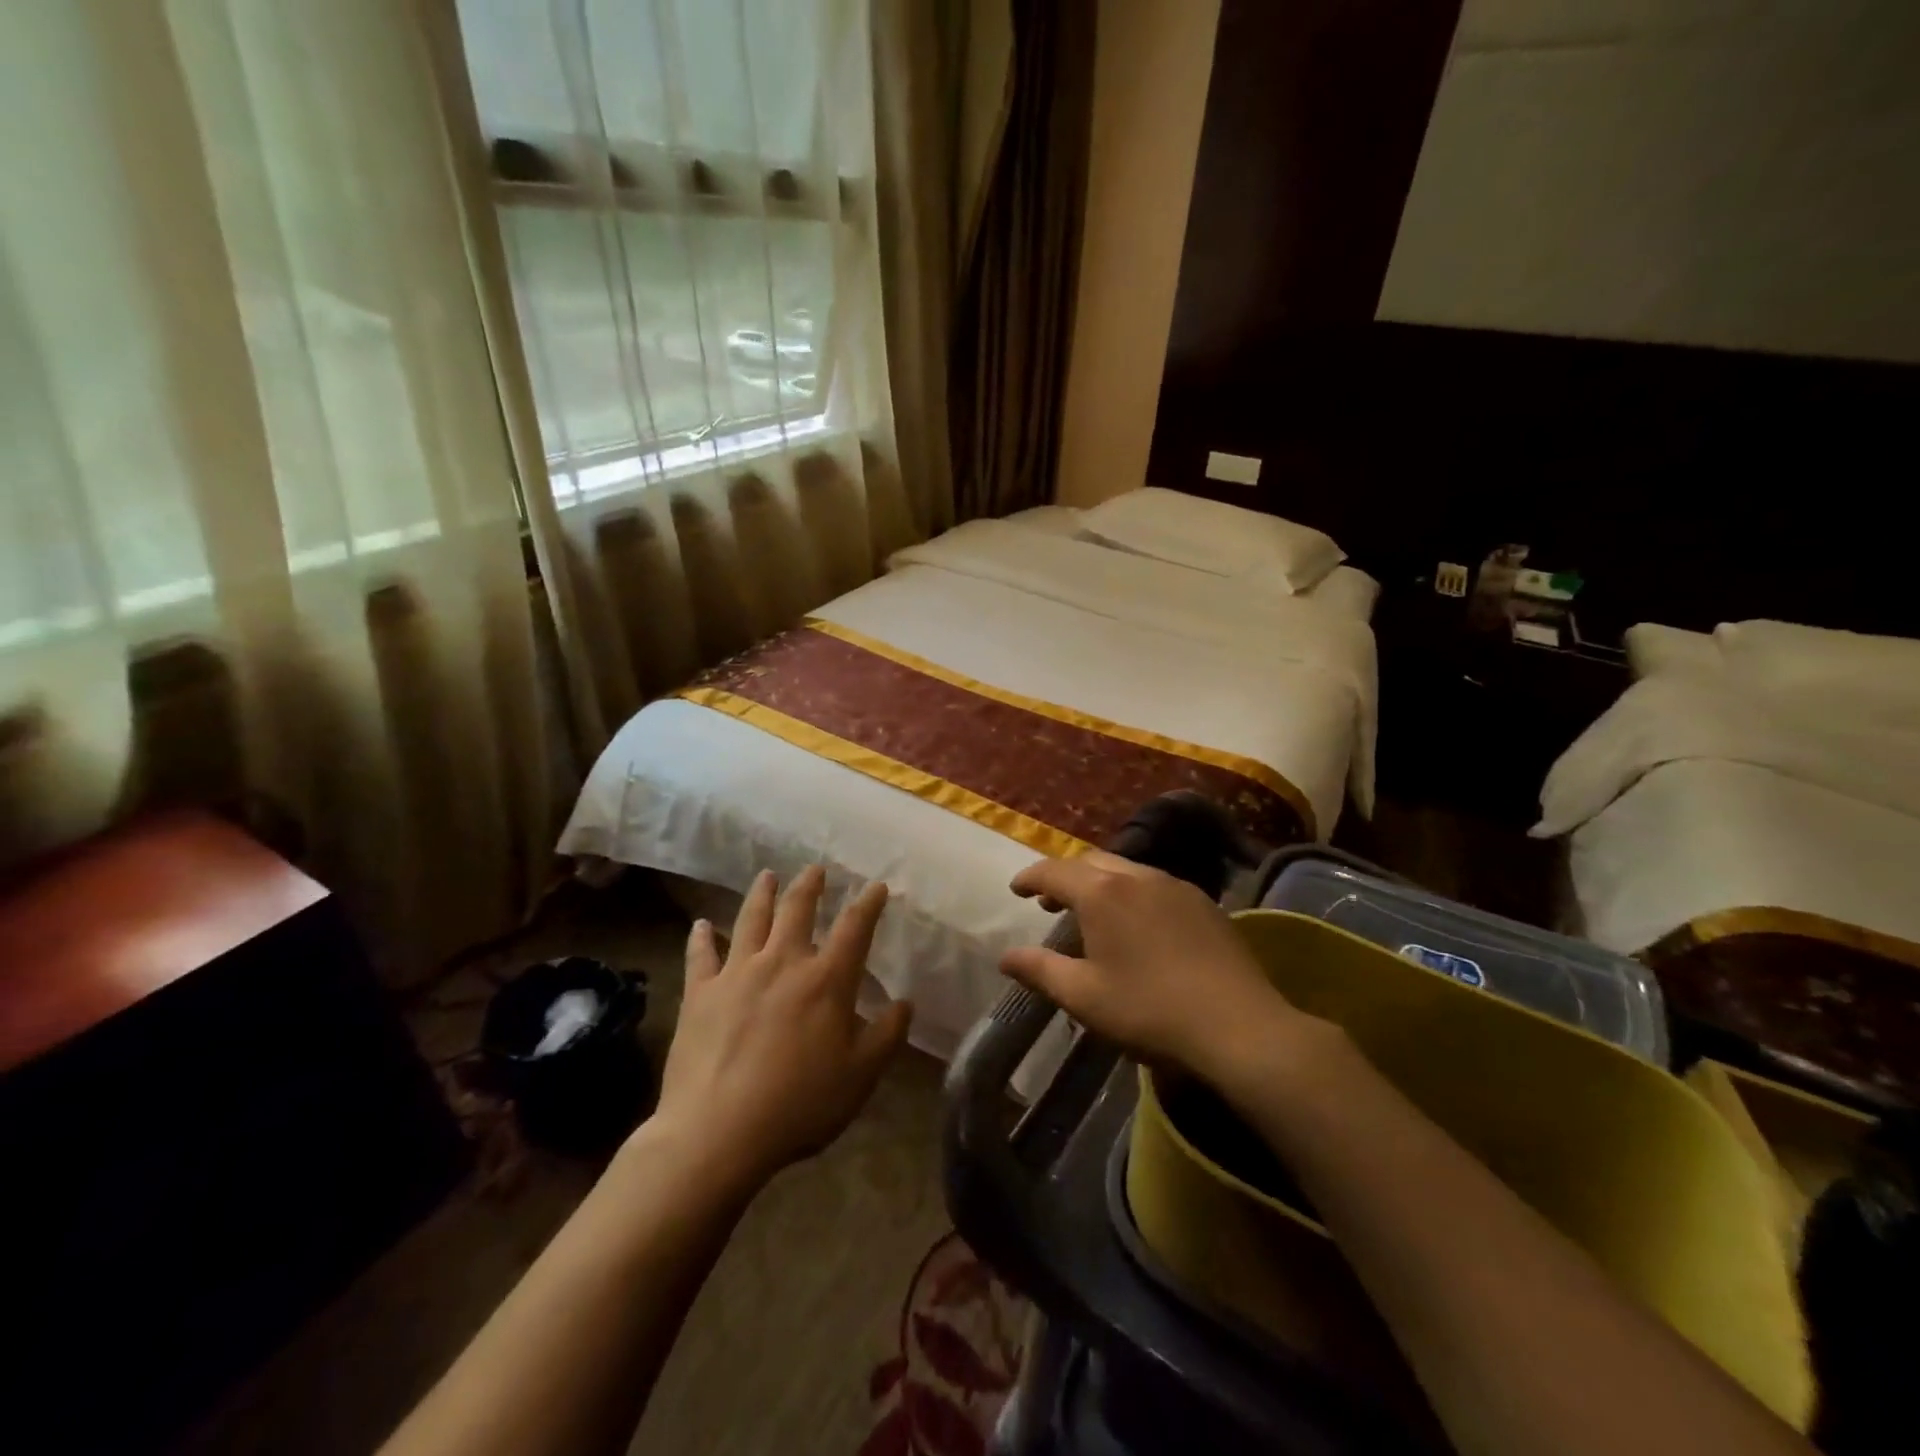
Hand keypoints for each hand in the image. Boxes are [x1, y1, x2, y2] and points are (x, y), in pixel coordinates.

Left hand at [651, 866, 912, 1186]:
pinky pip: (701, 955)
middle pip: (798, 910)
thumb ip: (886, 1036)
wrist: (717, 1133)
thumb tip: (905, 1003)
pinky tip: (700, 925)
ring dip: (762, 894)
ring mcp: (737, 973)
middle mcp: (782, 962)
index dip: (868, 904)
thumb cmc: (799, 1105)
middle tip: (816, 869)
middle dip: (810, 886)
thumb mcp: (860, 1077)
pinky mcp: (700, 993)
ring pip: (751, 919)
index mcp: (826, 980)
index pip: (854, 928)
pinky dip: (701, 937)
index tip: (876, 886)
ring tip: (767, 875)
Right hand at [1000, 852, 1312, 1089]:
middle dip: (1064, 876)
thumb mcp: (1084, 996)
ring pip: (1125, 869)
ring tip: (1090, 911)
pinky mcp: (1203, 902)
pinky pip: (1154, 884)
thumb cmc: (1149, 1010)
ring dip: (1099, 882)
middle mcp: (1137, 876)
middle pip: (1090, 862)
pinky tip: (1136, 923)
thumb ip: (1040, 970)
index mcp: (1102, 893)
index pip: (1054, 871)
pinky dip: (1130, 892)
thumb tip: (1005, 956)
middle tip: (1048, 900)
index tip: (1015, 889)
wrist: (1238, 1026)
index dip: (1030, 877)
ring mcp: (1175, 885)